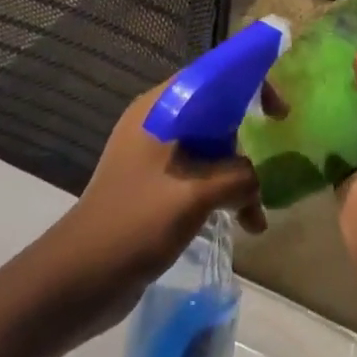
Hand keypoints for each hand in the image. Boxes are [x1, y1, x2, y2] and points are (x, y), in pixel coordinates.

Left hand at [41, 78, 265, 326]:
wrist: (78, 280)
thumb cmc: (135, 223)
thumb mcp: (195, 195)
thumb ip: (237, 176)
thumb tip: (254, 180)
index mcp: (160, 109)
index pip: (212, 76)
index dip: (250, 84)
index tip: (278, 113)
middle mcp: (157, 124)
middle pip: (216, 113)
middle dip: (247, 141)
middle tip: (271, 167)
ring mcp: (154, 157)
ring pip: (211, 149)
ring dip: (238, 176)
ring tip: (256, 215)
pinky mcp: (155, 188)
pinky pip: (200, 176)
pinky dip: (223, 193)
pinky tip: (244, 224)